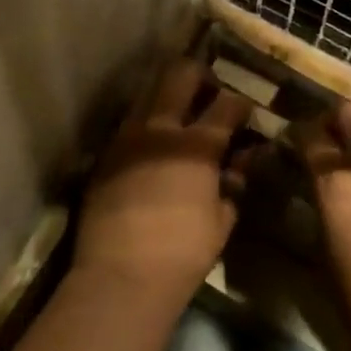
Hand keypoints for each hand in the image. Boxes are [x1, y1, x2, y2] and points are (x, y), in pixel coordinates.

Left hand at [73, 59, 251, 307]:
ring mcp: (127, 137)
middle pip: (181, 74)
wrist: (120, 276)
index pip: (227, 104)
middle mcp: (161, 128)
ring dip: (166, 95)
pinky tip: (151, 145)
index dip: (241, 103)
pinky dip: (144, 124)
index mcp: (197, 145)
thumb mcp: (221, 220)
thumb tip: (238, 165)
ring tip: (176, 114)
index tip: (245, 111)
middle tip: (208, 91)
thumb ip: (232, 185)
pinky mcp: (105, 154)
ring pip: (148, 92)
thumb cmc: (182, 253)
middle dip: (200, 75)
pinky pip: (128, 124)